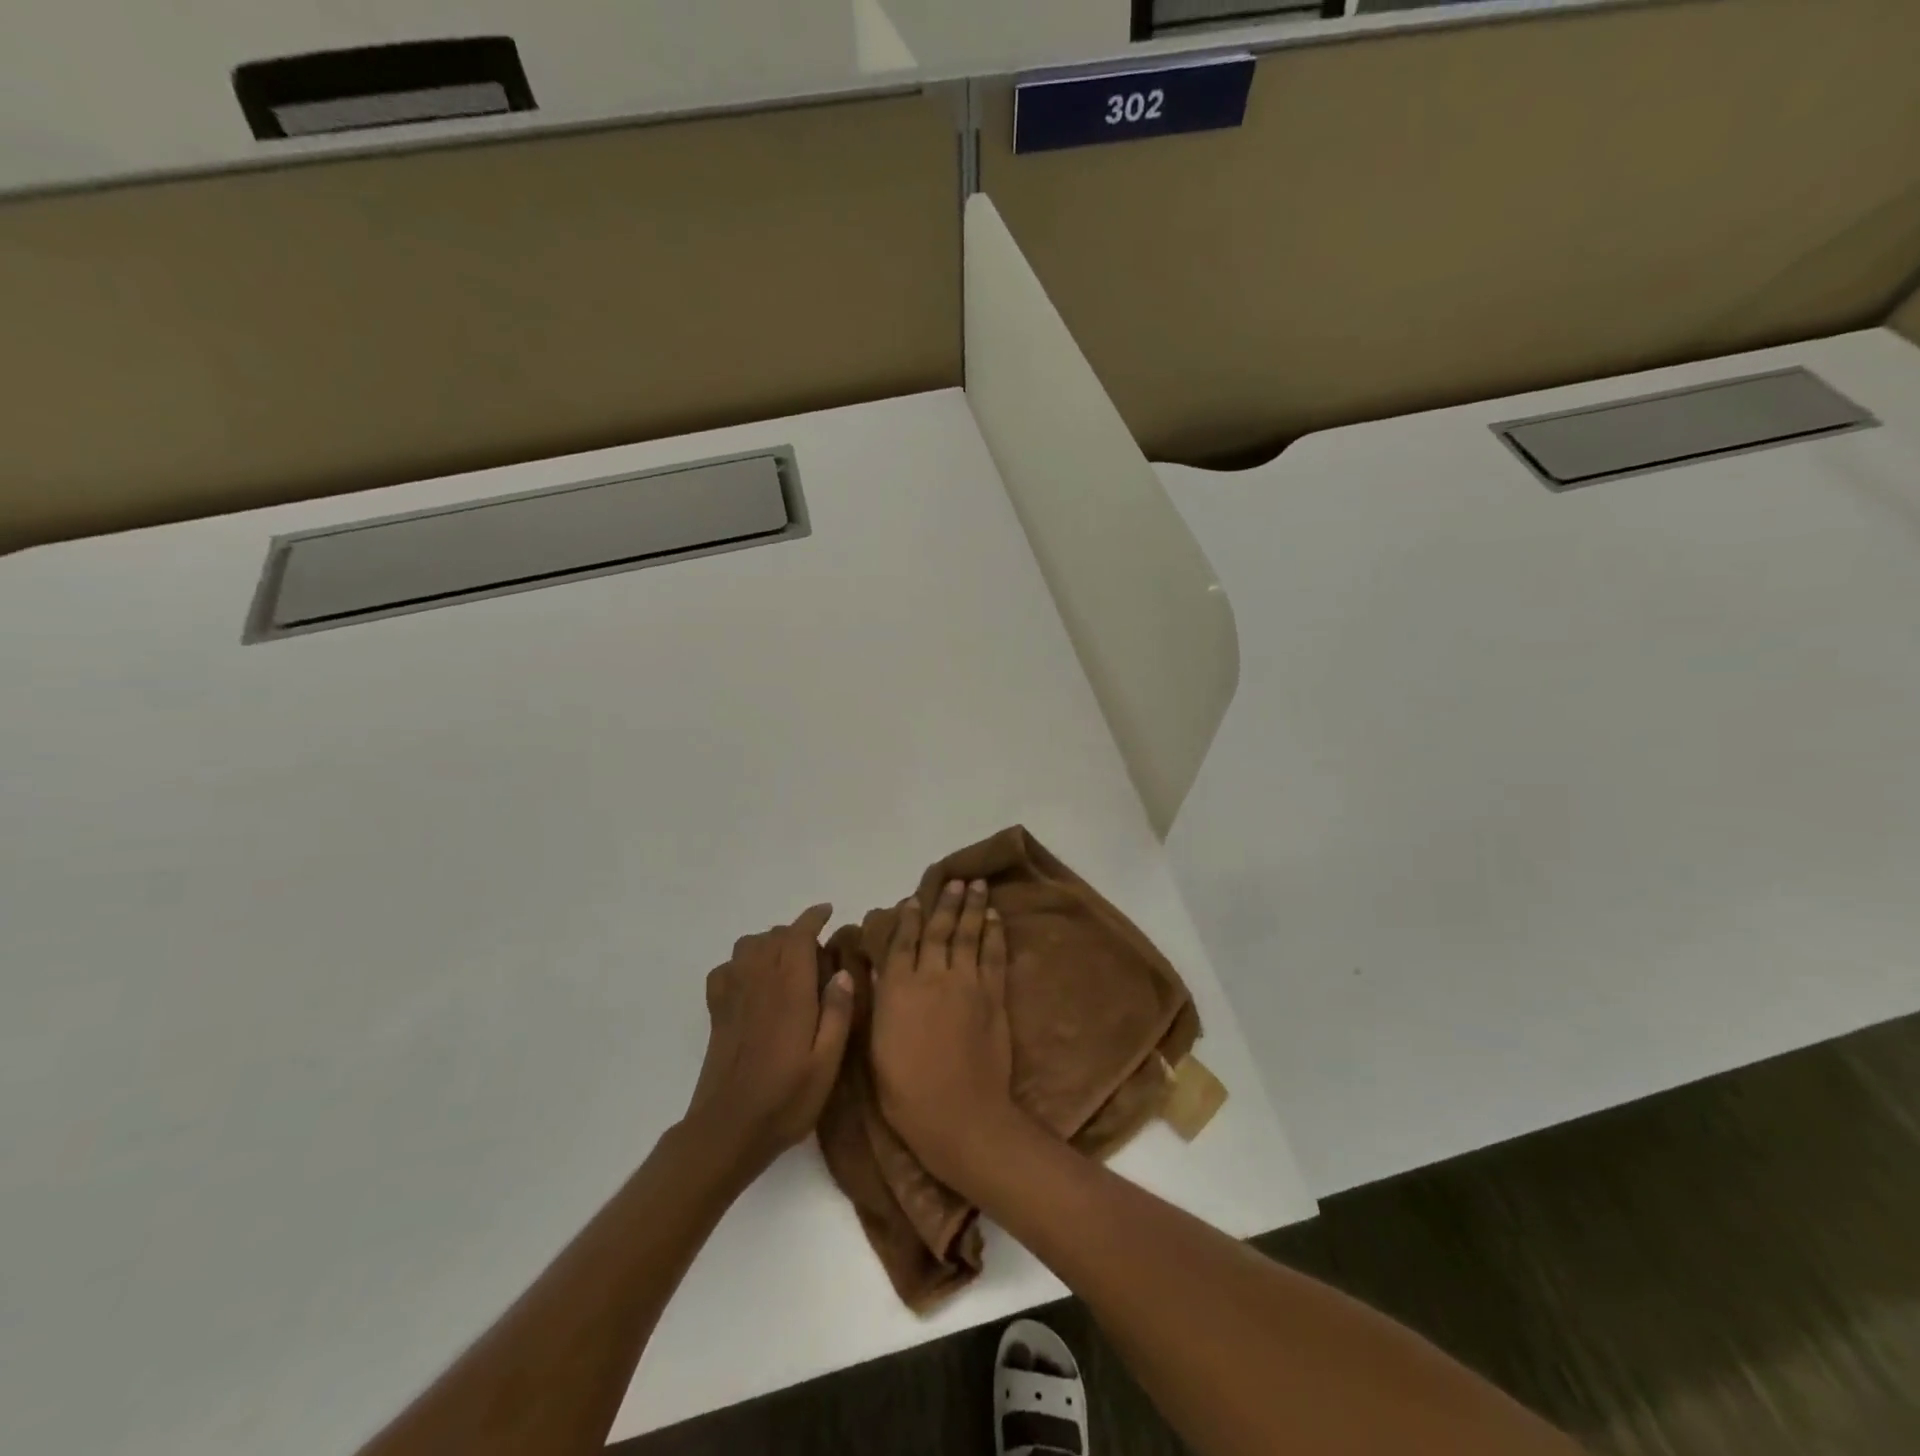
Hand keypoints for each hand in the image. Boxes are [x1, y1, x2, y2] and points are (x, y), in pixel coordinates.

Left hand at [683, 904, 854, 1178]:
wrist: (727, 1131)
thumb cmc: (785, 1099)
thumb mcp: (827, 1062)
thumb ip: (837, 1013)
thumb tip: (842, 971)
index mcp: (789, 990)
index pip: (798, 936)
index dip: (813, 918)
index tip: (828, 912)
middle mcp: (758, 982)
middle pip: (774, 936)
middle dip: (796, 933)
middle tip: (817, 951)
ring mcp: (733, 995)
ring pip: (748, 946)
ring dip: (769, 943)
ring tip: (786, 962)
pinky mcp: (717, 1012)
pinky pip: (726, 968)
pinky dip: (741, 963)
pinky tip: (753, 982)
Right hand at [870, 879, 1021, 1190]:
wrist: (958, 1113)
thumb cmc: (905, 1091)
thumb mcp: (876, 1047)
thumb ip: (881, 1003)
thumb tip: (880, 972)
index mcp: (898, 988)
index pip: (902, 942)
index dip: (908, 918)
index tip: (914, 899)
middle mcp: (932, 976)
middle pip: (939, 930)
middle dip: (947, 903)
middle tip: (956, 880)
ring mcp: (966, 983)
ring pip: (969, 935)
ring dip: (974, 908)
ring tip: (977, 885)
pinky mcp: (993, 996)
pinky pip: (994, 956)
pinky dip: (995, 934)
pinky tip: (996, 919)